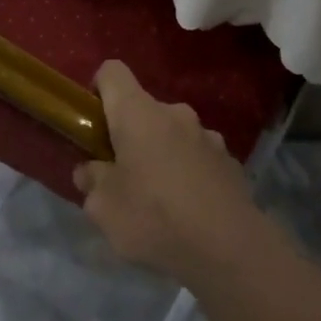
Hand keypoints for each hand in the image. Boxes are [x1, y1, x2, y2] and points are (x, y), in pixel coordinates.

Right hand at [73, 61, 260, 281]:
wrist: (229, 248)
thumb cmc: (154, 217)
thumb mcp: (103, 208)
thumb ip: (92, 182)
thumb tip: (90, 171)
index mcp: (138, 114)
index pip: (112, 72)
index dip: (98, 89)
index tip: (93, 123)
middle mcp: (175, 114)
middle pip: (143, 110)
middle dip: (129, 135)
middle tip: (121, 176)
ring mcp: (208, 136)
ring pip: (173, 135)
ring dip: (161, 155)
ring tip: (158, 199)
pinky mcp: (230, 161)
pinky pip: (198, 158)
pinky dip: (188, 173)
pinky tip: (189, 209)